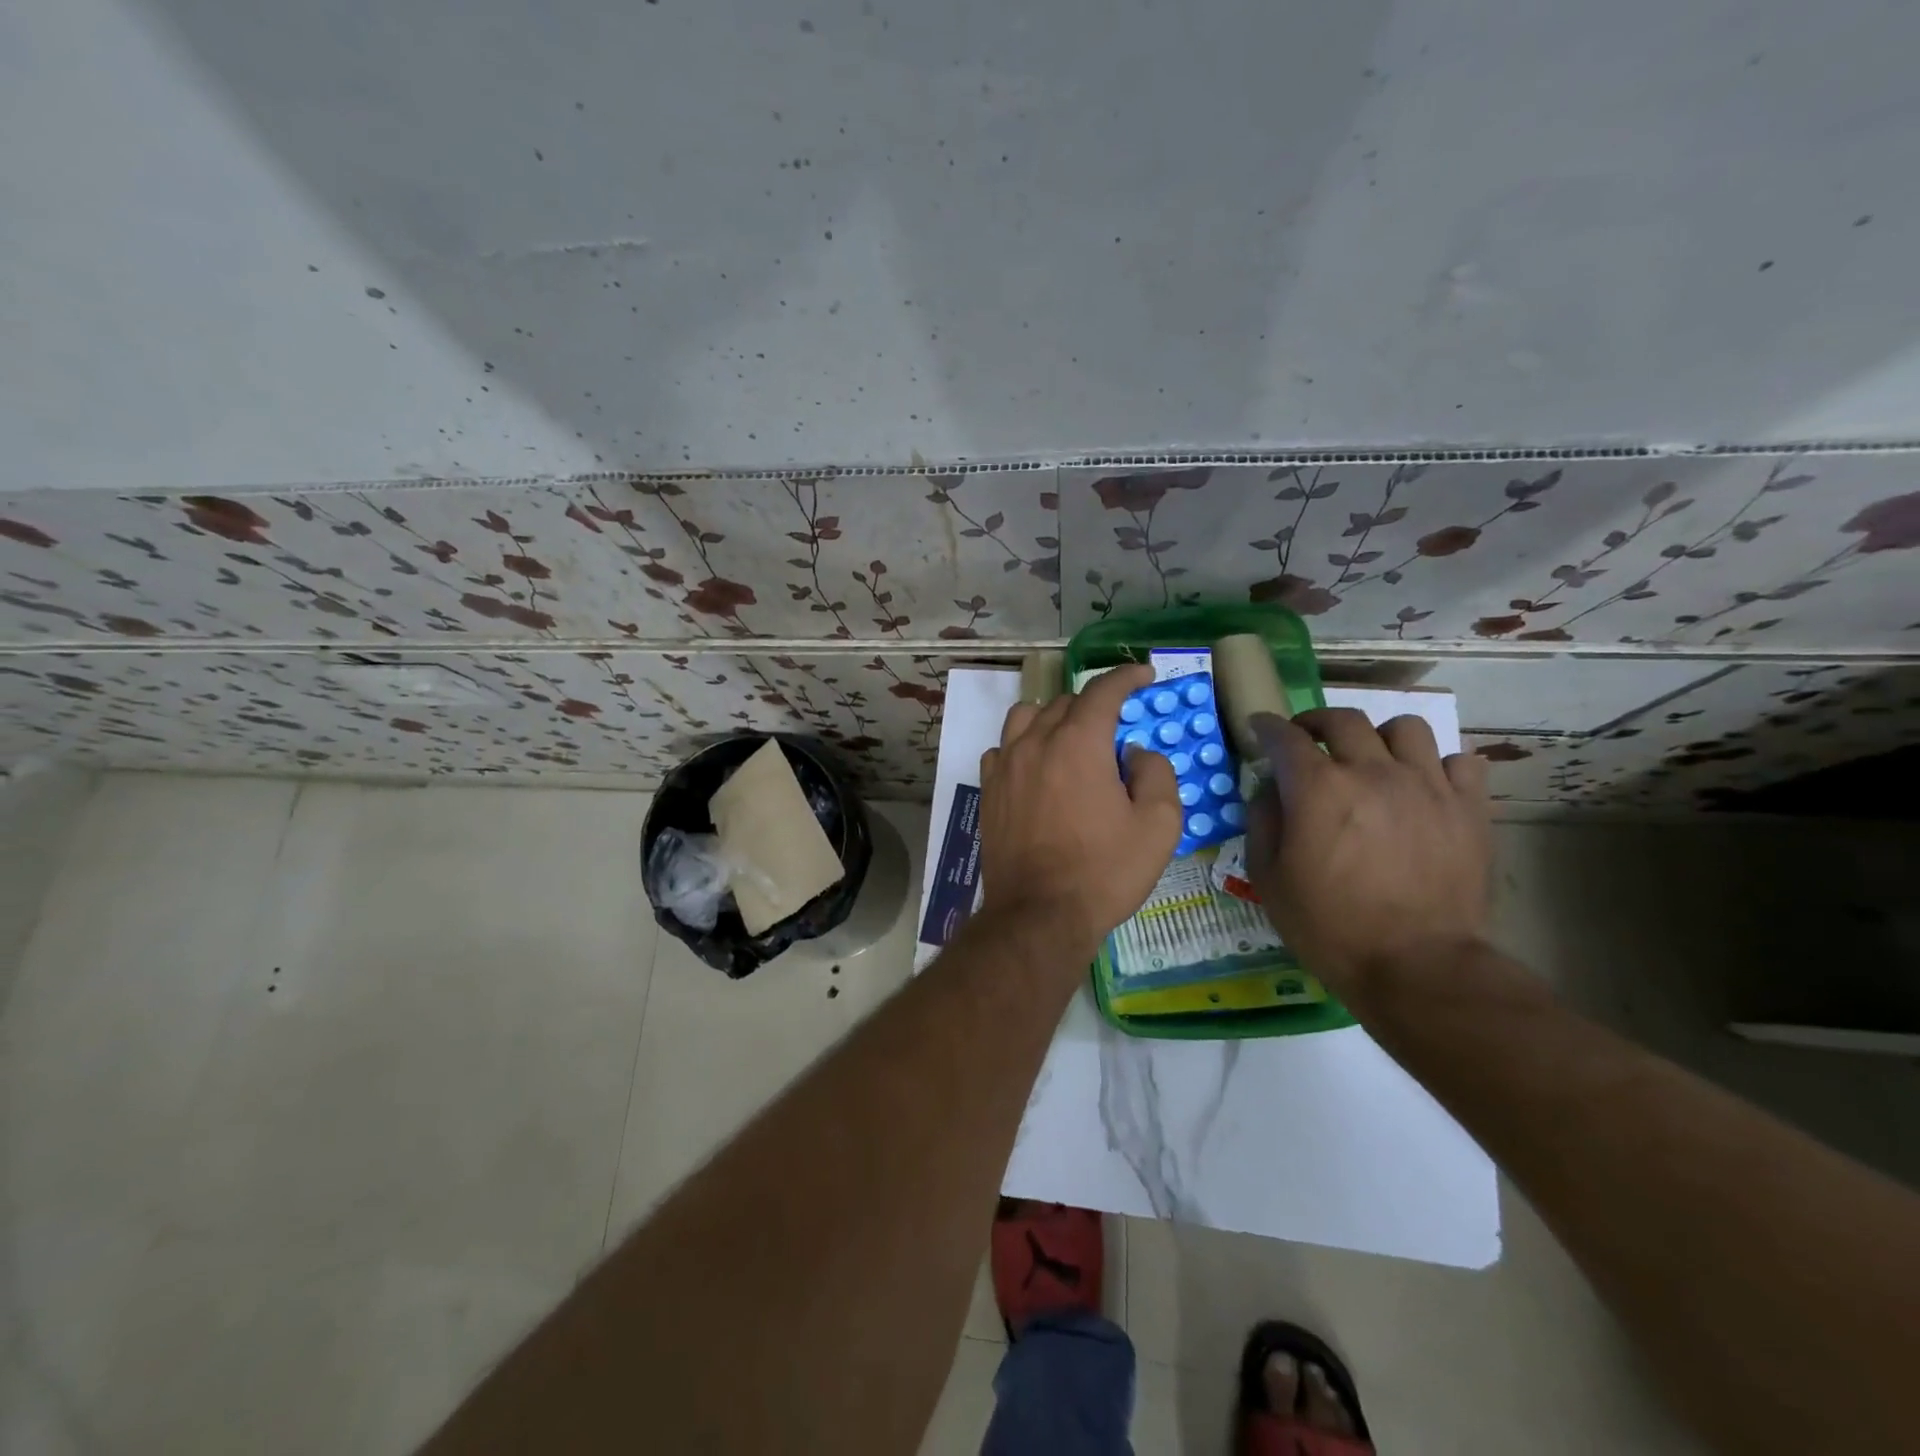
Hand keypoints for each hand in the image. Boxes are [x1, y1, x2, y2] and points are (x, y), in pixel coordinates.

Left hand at [979, 664, 1183, 959]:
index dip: (1126, 677)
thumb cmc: (1104, 871)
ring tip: (1071, 740)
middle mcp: (1035, 742)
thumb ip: (1156, 773)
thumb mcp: (1158, 825)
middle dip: (1094, 705)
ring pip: (1026, 717)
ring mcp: (1005, 765)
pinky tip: (1035, 767)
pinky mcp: (987, 790)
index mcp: (1078, 743)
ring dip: (1052, 718)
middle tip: (1115, 728)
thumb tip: (1133, 753)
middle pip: (1064, 702)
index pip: (1103, 691)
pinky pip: (1002, 749)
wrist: (1039, 915)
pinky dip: (1021, 746)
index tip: (1144, 675)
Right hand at [1245, 708, 1491, 1010]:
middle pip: (1344, 720)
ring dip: (1379, 738)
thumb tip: (1271, 789)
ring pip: (1405, 728)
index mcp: (1318, 788)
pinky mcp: (1469, 808)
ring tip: (1372, 760)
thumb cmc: (1329, 926)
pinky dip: (1436, 766)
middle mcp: (1372, 772)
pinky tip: (1423, 787)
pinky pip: (1459, 762)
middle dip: (1316, 722)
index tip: (1260, 728)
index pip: (1285, 737)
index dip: (1267, 728)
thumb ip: (1263, 821)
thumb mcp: (1268, 878)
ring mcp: (1427, 786)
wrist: (1417, 967)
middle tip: (1308, 740)